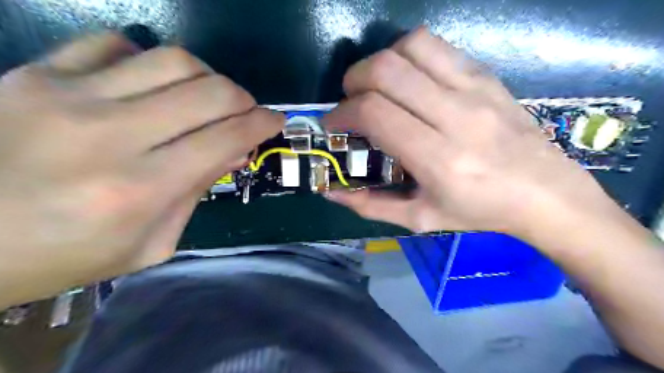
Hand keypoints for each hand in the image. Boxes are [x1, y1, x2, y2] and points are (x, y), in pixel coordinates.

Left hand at [0, 31, 281, 305]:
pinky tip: (150, 83)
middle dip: (243, 98)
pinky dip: (147, 60)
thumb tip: (235, 152)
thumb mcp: (150, 244)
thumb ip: (197, 193)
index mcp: (140, 190)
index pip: (225, 139)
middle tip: (246, 111)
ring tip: (207, 96)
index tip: (276, 120)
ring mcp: (67, 97)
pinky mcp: (32, 74)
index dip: (262, 124)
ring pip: (172, 60)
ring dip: (207, 77)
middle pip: (209, 92)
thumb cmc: (64, 257)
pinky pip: (113, 44)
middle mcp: (111, 136)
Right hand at [325, 28, 613, 239]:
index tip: (334, 125)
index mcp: (438, 159)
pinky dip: (408, 54)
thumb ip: (371, 206)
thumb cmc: (479, 211)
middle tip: (350, 103)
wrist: (545, 192)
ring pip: (410, 48)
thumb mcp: (420, 219)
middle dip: (353, 82)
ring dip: (380, 62)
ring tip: (377, 87)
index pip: (375, 113)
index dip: (342, 114)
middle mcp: (455, 116)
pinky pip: (436, 46)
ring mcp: (474, 89)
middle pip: (386, 71)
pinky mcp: (486, 75)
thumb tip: (330, 192)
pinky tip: (408, 79)